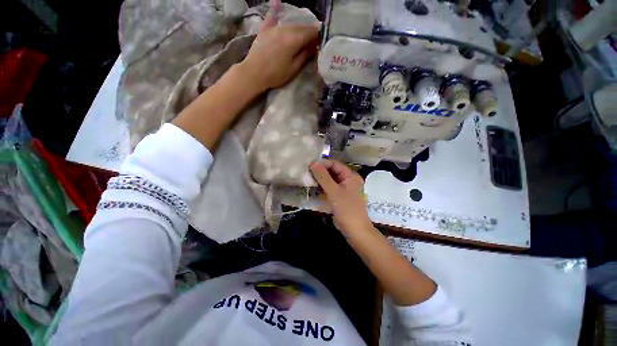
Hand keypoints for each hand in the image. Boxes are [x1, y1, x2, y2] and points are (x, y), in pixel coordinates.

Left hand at [239, 13, 318, 92]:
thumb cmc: (275, 74)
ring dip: (298, 29)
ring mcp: (273, 27)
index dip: (317, 37)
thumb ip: (304, 55)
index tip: (320, 43)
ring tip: (300, 38)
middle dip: (308, 33)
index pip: (311, 32)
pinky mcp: (265, 29)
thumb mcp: (293, 68)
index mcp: (294, 39)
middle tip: (311, 43)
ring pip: (290, 24)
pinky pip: (273, 17)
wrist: (254, 73)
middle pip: (301, 27)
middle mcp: (285, 28)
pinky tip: (279, 6)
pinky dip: (278, 13)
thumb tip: (314, 47)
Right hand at [309, 160, 373, 234]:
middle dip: (319, 172)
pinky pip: (328, 187)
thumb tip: (313, 163)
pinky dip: (321, 186)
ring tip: (307, 179)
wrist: (354, 230)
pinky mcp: (337, 195)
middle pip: (331, 171)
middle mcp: (347, 179)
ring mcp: (342, 188)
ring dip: (319, 179)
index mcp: (350, 175)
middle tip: (306, 173)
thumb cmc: (347, 209)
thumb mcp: (334, 192)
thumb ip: (323, 177)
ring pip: (329, 179)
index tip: (309, 167)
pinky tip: (312, 186)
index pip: (334, 164)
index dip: (322, 164)